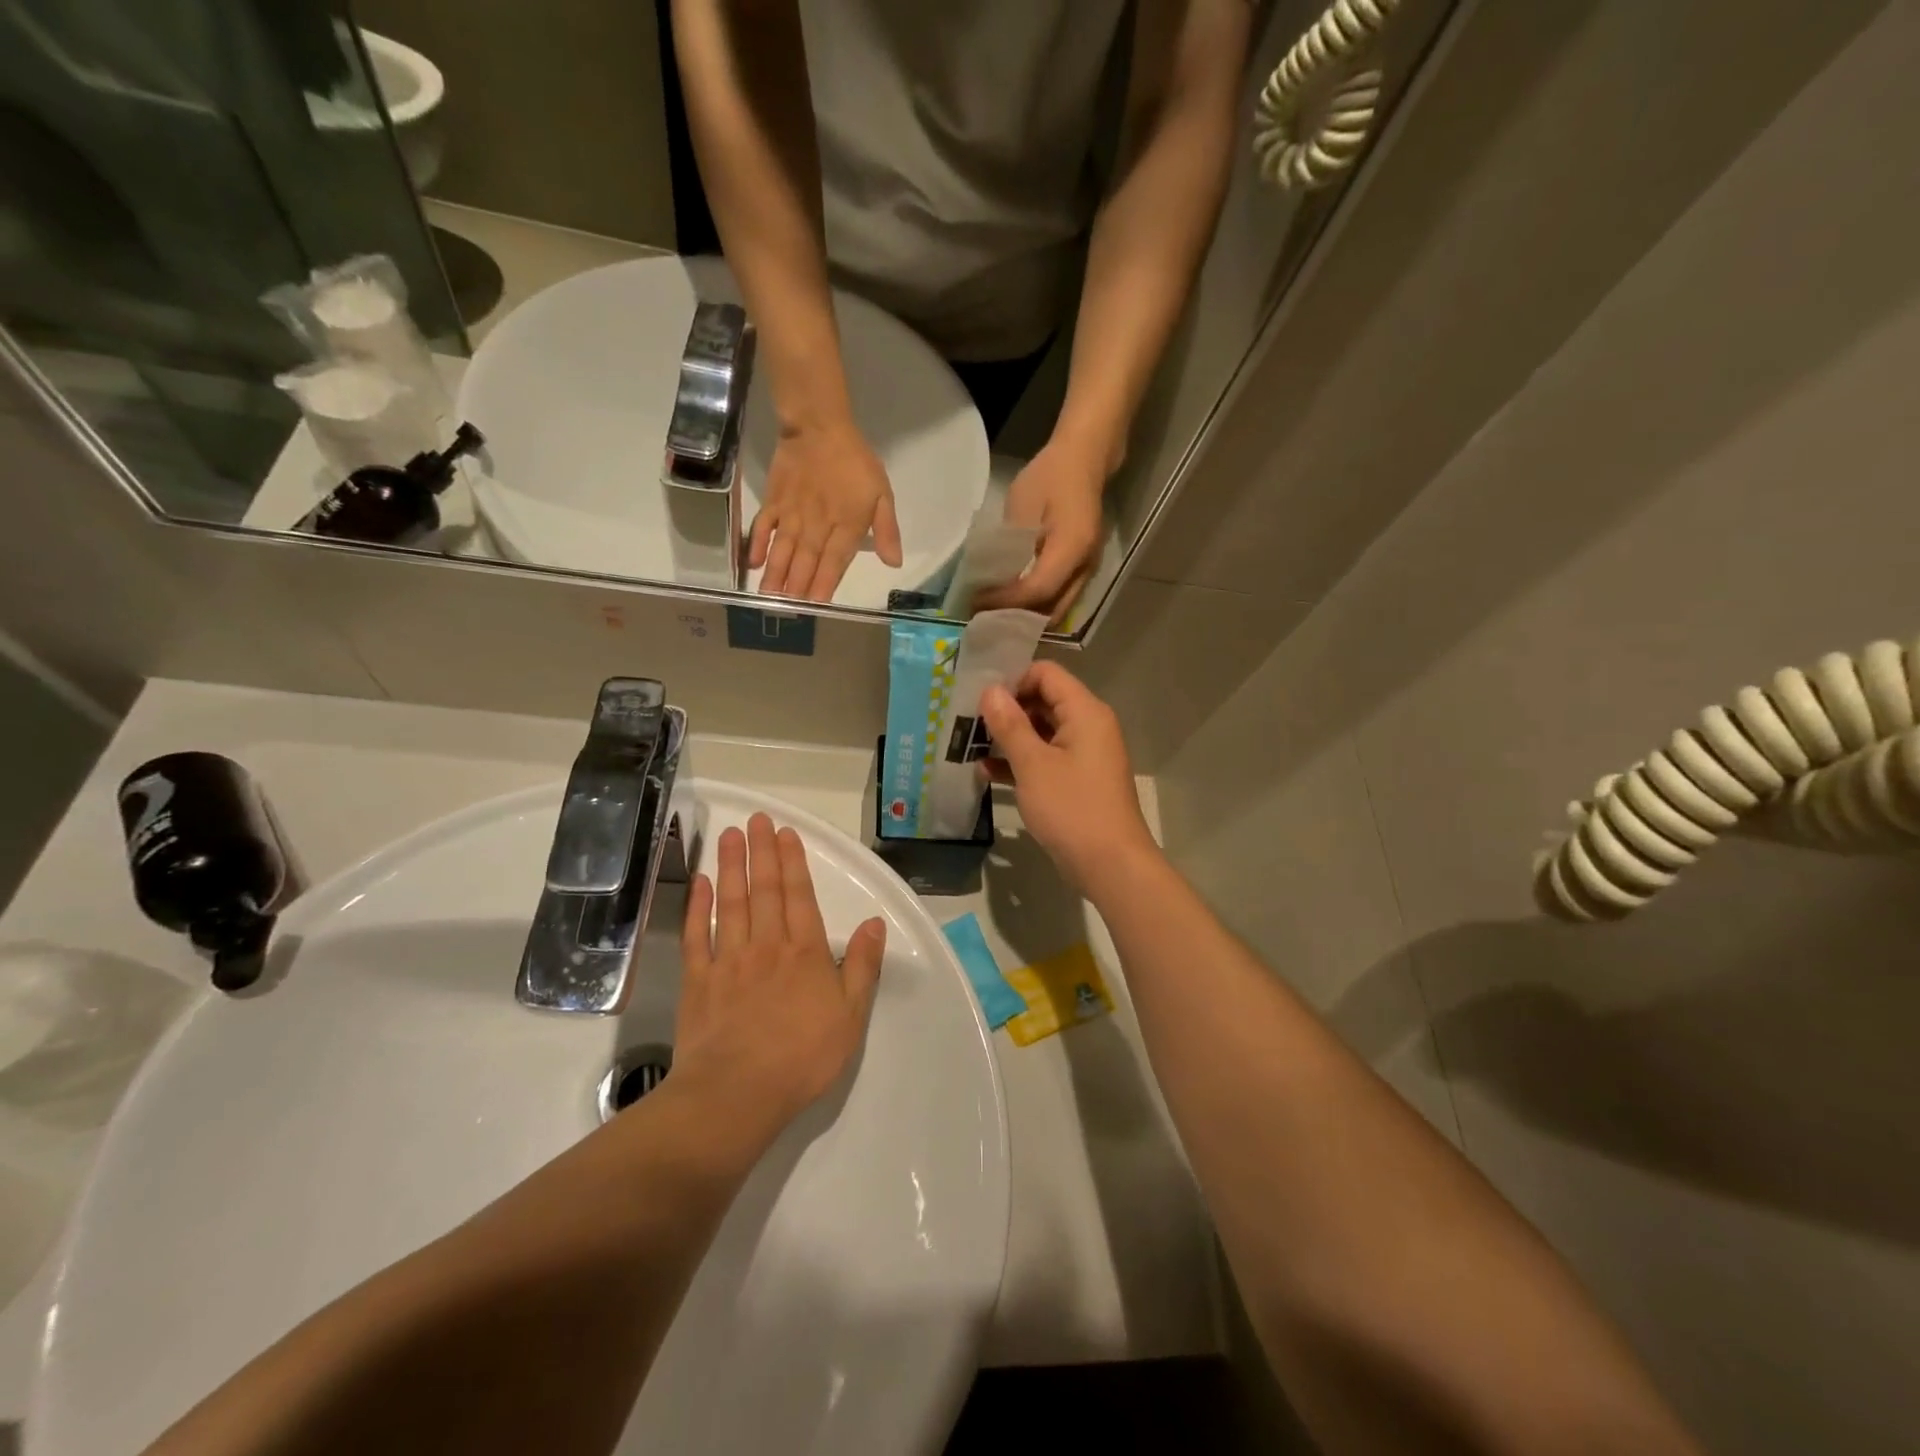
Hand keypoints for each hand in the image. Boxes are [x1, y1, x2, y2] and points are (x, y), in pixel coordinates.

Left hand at [673, 813, 886, 1144]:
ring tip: (729, 836)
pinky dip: (698, 907)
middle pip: (764, 890)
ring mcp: (729, 960)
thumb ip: (863, 965)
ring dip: (730, 867)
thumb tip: (875, 923)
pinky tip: (699, 884)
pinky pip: (698, 935)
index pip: (799, 896)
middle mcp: (766, 945)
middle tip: (755, 819)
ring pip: (731, 903)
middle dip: (761, 852)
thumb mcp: (851, 1015)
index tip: (784, 833)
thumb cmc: (803, 1057)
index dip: (793, 862)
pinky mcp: (698, 981)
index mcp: (805, 952)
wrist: (737, 1093)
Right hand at [752, 419, 902, 600]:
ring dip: (776, 575)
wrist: (819, 426)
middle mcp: (817, 524)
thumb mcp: (882, 493)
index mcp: (846, 525)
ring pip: (783, 550)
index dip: (825, 584)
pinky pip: (764, 526)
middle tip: (787, 612)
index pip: (834, 562)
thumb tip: (894, 563)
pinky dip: (758, 545)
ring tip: (768, 598)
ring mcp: (793, 514)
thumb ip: (887, 530)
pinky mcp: (775, 501)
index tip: (816, 606)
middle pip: (806, 561)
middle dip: (797, 588)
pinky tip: (753, 564)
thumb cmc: (856, 461)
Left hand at [976, 442, 1106, 625]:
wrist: (1084, 459)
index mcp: (1072, 547)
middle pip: (1051, 610)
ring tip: (996, 612)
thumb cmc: (1050, 476)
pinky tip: (1013, 601)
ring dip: (1027, 616)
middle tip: (984, 616)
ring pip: (1057, 609)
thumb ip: (1011, 545)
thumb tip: (994, 580)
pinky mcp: (1083, 570)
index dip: (1006, 601)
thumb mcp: (1022, 504)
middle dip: (1017, 618)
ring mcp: (1087, 571)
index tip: (978, 601)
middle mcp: (1085, 567)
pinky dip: (1036, 606)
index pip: (1038, 590)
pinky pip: (1060, 599)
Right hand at [978, 662, 1156, 894]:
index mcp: (1084, 712)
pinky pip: (1045, 759)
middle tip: (967, 722)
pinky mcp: (1077, 781)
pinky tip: (987, 773)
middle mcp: (1088, 726)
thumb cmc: (1072, 808)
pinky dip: (1020, 762)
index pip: (1046, 674)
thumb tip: (991, 690)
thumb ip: (1010, 724)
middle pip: (1043, 701)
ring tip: (969, 746)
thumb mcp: (1033, 765)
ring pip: (1041, 732)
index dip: (1013, 680)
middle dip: (1006, 710)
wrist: (1111, 865)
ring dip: (1009, 738)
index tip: (980, 699)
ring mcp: (1084, 755)